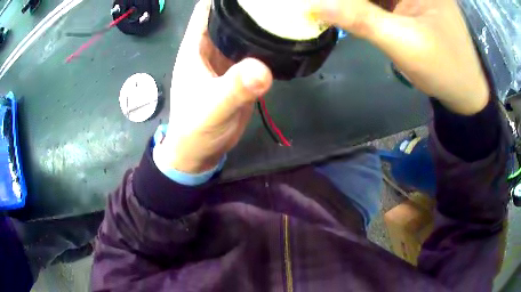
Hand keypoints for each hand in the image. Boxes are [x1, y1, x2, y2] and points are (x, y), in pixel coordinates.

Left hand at [162, 0, 272, 172]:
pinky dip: (265, 44)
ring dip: (258, 24)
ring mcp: (227, 60)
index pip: (207, 9)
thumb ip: (234, 88)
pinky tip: (283, 40)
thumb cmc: (196, 128)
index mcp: (196, 47)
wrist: (201, 151)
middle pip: (229, 16)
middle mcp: (211, 48)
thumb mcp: (213, 107)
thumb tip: (263, 69)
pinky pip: (253, 52)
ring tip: (285, 14)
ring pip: (243, 33)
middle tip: (277, 2)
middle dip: (248, 7)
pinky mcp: (240, 73)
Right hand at [310, 0, 489, 114]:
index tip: (321, 5)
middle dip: (349, 1)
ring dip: (352, 4)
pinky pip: (378, 2)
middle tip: (322, 9)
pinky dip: (360, 7)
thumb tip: (313, 5)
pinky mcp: (407, 6)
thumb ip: (361, 19)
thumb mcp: (404, 43)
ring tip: (330, 12)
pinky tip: (346, 14)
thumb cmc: (445, 69)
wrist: (465, 92)